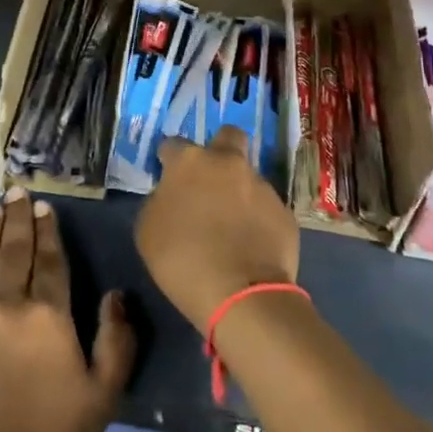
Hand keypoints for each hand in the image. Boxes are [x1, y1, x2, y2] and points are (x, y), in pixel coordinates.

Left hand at [0, 188, 134, 431]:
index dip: (48, 229)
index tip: (45, 206)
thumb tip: (115, 294)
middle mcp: (7, 302)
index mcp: (48, 314)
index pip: (49, 258)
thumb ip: (117, 340)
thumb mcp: (103, 395)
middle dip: (18, 217)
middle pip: (14, 249)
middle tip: (17, 192)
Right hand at [136, 127, 300, 329]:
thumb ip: (160, 201)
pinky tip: (251, 245)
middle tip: (210, 180)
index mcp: (190, 162)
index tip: (168, 176)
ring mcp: (262, 185)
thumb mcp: (148, 230)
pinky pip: (266, 208)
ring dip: (239, 192)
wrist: (241, 295)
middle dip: (219, 150)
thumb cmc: (182, 260)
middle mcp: (229, 163)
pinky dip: (257, 220)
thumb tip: (172, 195)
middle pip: (228, 137)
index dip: (169, 159)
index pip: (173, 144)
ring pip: (248, 177)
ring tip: (232, 227)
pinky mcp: (284, 211)